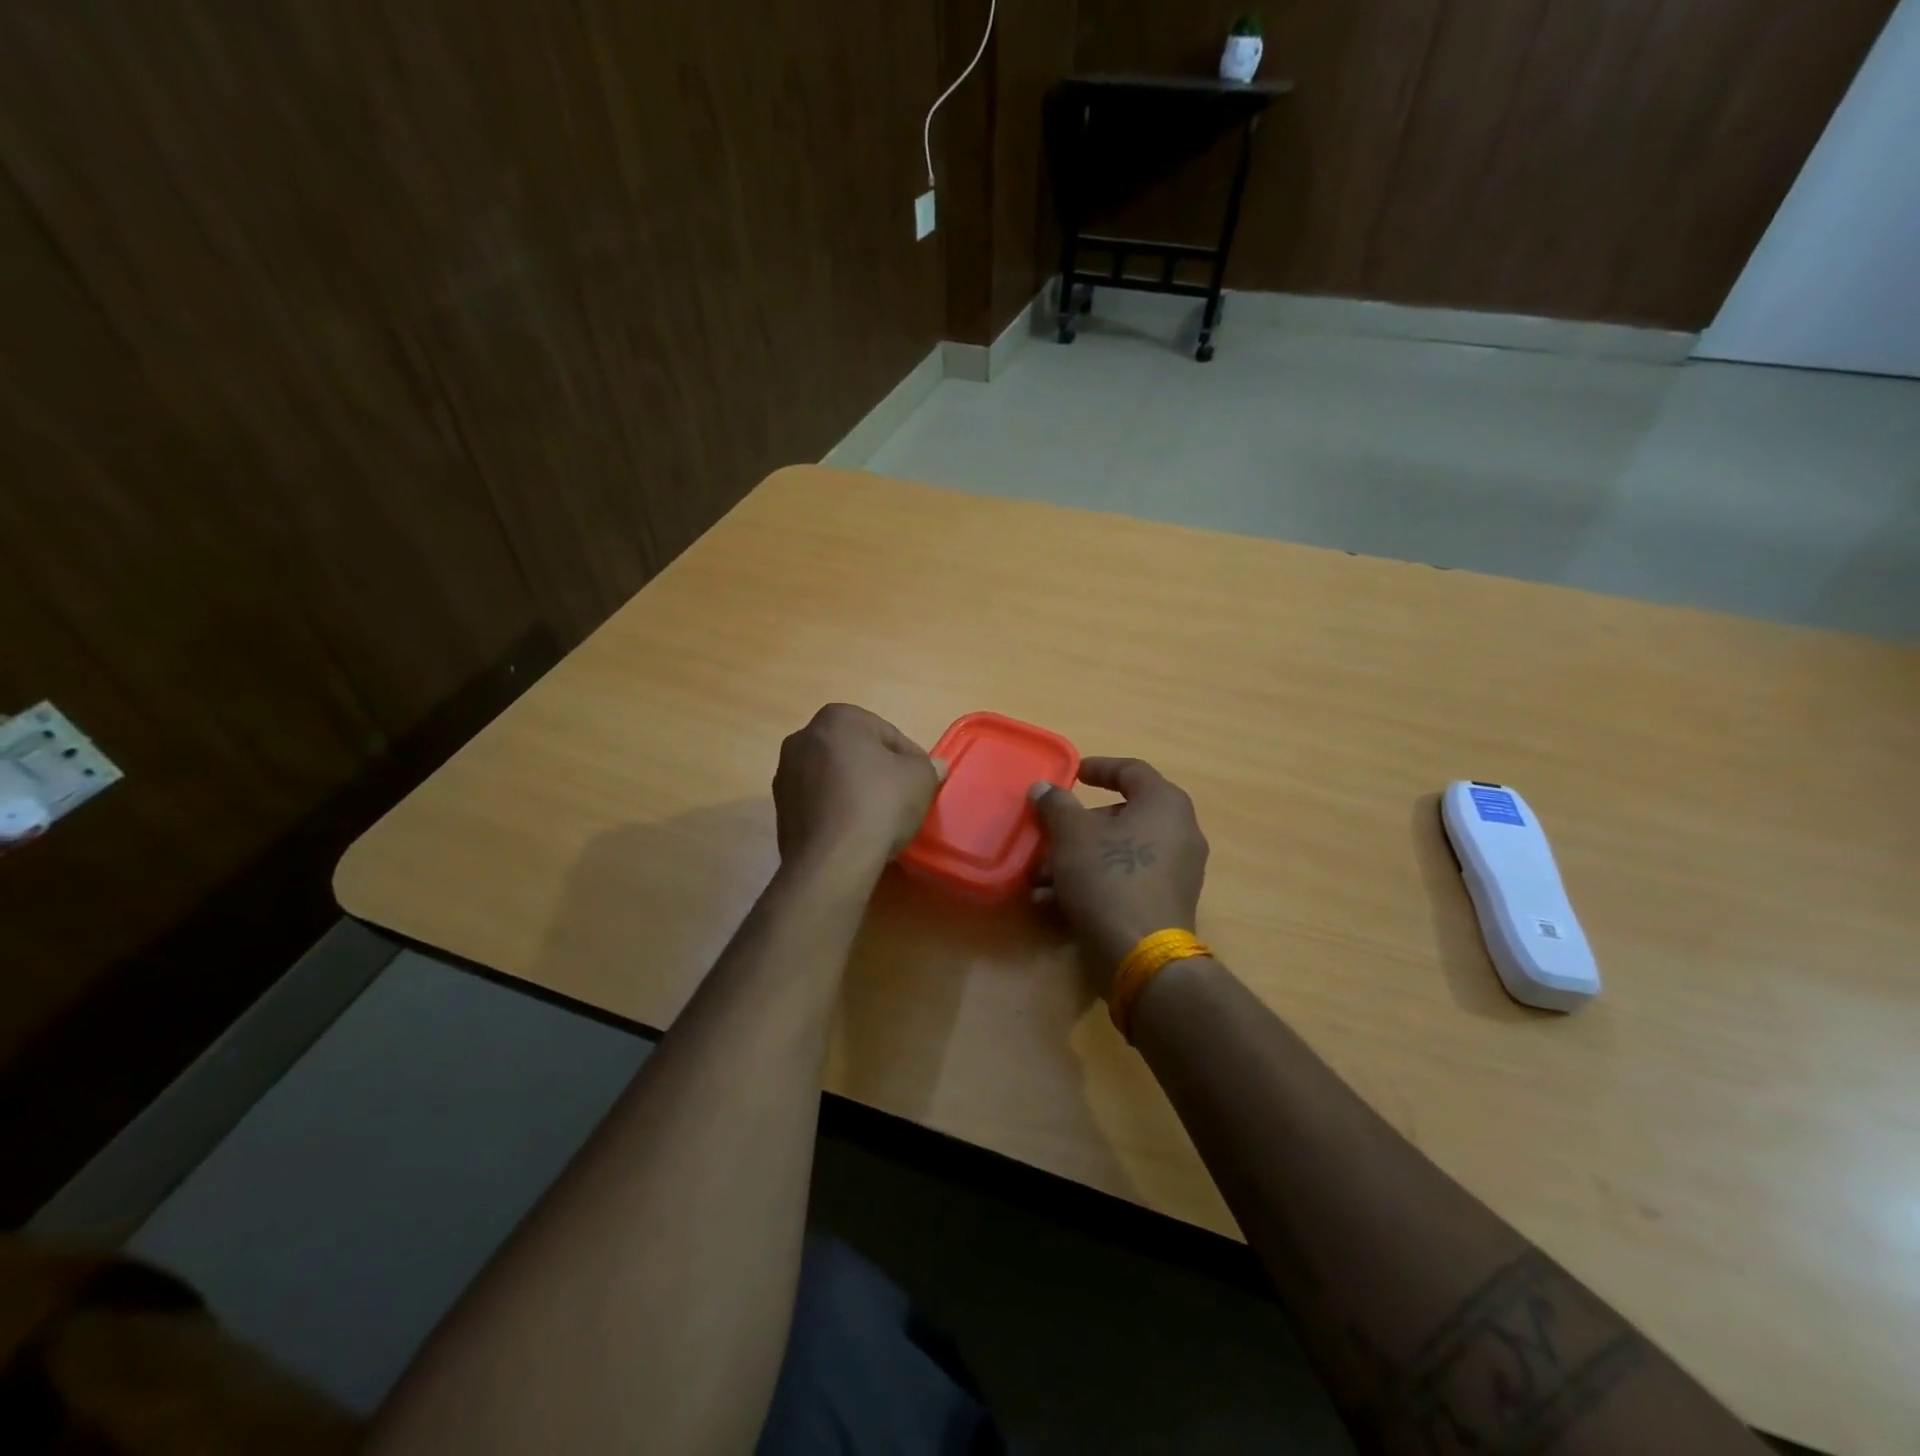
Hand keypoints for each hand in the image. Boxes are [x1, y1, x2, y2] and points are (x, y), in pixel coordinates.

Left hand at [773, 704, 942, 875]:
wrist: (833, 859)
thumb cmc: (880, 804)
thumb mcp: (920, 778)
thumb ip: (927, 766)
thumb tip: (932, 767)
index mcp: (837, 717)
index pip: (887, 734)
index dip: (909, 759)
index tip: (920, 782)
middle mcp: (803, 738)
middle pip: (855, 752)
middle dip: (876, 771)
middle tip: (900, 798)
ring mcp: (785, 774)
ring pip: (833, 777)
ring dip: (853, 790)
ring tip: (876, 819)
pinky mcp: (780, 810)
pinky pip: (818, 803)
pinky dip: (835, 811)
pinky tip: (853, 832)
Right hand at [1030, 758, 1208, 996]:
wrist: (1141, 955)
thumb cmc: (1108, 877)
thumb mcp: (1071, 835)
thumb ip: (1056, 805)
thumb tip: (1045, 788)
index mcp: (1164, 804)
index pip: (1132, 770)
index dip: (1099, 767)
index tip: (1072, 773)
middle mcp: (1179, 832)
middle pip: (1120, 816)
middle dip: (1076, 828)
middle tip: (1046, 836)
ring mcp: (1176, 871)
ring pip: (1118, 853)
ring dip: (1076, 860)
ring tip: (1039, 879)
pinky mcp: (1165, 903)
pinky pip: (1125, 880)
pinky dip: (1093, 884)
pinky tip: (1054, 903)